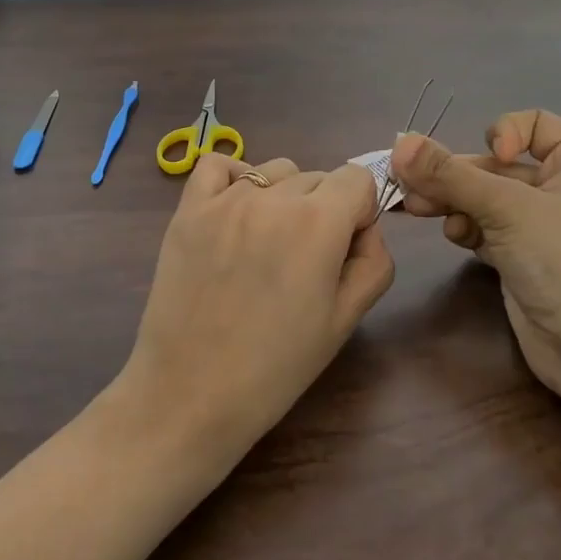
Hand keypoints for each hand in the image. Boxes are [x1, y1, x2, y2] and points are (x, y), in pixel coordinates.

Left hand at [119, 154, 394, 465]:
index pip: (358, 178)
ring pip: (274, 171)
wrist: (191, 394)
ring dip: (282, 196)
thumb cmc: (276, 367)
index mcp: (319, 223)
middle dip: (324, 209)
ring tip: (266, 245)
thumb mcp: (346, 321)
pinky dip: (234, 178)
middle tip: (304, 262)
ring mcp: (225, 199)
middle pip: (317, 177)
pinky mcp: (188, 209)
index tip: (344, 248)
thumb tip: (364, 228)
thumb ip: (373, 262)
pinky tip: (235, 213)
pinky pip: (218, 165)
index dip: (360, 212)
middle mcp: (273, 197)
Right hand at [389, 109, 560, 411]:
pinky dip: (466, 228)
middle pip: (496, 165)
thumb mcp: (506, 209)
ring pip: (485, 198)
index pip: (534, 124)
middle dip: (455, 174)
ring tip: (416, 210)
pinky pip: (485, 228)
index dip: (504, 132)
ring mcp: (540, 226)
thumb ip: (449, 175)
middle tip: (409, 184)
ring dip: (451, 200)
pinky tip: (454, 237)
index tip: (490, 156)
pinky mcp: (522, 258)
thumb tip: (399, 142)